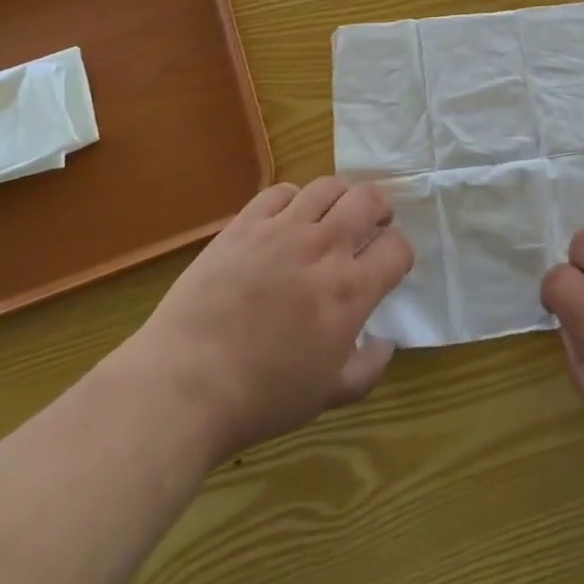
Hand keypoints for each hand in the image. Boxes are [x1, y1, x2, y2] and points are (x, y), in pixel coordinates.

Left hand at [124, 177, 413, 463]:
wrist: (184, 385)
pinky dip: (294, 199)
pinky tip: (287, 219)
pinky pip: (280, 191)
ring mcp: (282, 230)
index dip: (400, 252)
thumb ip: (368, 369)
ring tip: (332, 215)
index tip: (389, 264)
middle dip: (380, 208)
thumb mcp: (326, 396)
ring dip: (340, 197)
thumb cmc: (260, 397)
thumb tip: (387, 343)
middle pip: (369, 199)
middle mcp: (323, 248)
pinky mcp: (245, 224)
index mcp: (350, 291)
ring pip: (328, 186)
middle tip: (372, 224)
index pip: (397, 247)